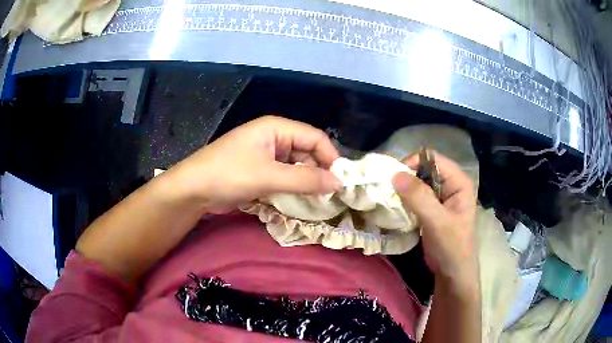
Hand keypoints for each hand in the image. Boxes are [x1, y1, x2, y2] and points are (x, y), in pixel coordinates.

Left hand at [160, 116, 341, 209]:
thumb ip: (305, 180)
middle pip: (307, 151)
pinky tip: (301, 200)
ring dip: (307, 181)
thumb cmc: (229, 174)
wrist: (193, 189)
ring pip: (296, 165)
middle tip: (331, 195)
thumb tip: (339, 183)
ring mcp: (266, 154)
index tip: (341, 182)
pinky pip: (284, 176)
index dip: (331, 157)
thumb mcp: (269, 177)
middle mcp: (274, 137)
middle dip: (319, 171)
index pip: (315, 137)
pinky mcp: (259, 170)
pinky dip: (293, 187)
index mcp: (276, 128)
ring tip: (319, 200)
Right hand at [392, 152, 478, 294]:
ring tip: (387, 198)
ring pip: (417, 184)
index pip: (433, 160)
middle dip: (405, 177)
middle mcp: (450, 185)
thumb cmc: (452, 247)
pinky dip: (404, 200)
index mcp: (458, 182)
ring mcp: (440, 198)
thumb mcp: (437, 222)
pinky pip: (415, 197)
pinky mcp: (431, 210)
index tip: (393, 178)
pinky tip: (394, 207)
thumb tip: (395, 174)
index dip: (413, 164)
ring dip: (402, 190)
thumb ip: (419, 198)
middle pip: (424, 170)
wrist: (453, 274)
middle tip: (387, 189)